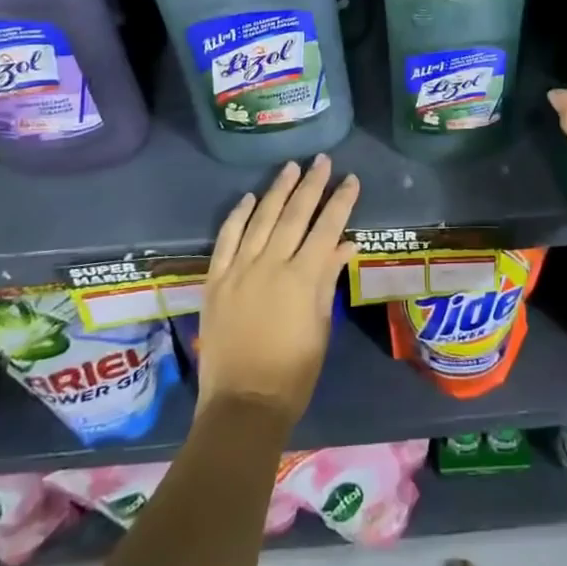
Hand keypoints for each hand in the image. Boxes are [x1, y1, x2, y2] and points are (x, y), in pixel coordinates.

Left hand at [197, 155, 357, 426]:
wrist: (242, 404)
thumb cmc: (293, 371)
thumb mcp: (321, 325)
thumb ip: (328, 279)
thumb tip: (345, 243)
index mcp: (302, 277)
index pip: (327, 227)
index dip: (341, 201)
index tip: (351, 179)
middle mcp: (271, 264)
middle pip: (295, 214)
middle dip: (311, 184)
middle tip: (322, 160)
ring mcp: (239, 270)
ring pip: (261, 218)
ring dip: (277, 190)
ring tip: (290, 167)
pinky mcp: (215, 280)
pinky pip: (226, 239)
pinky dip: (238, 216)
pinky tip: (249, 197)